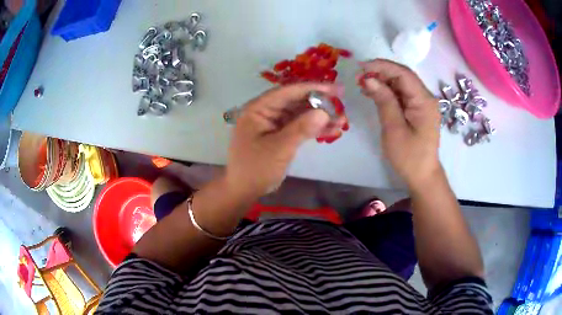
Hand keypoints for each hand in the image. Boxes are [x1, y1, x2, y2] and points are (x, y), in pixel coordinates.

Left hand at [226, 83, 344, 198]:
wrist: (244, 191)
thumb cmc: (255, 169)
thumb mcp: (279, 148)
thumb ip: (301, 128)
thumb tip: (323, 112)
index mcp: (258, 109)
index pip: (287, 92)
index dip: (313, 88)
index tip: (335, 89)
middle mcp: (265, 112)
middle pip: (295, 102)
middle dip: (319, 104)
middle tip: (342, 104)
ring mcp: (273, 124)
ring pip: (300, 115)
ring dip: (319, 118)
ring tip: (341, 121)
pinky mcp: (279, 135)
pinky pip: (298, 127)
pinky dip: (314, 129)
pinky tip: (332, 131)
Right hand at [357, 59, 440, 188]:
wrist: (422, 175)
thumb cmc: (409, 157)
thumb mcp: (394, 129)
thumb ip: (384, 101)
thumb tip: (369, 79)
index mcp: (424, 101)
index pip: (403, 74)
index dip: (382, 66)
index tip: (361, 67)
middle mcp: (426, 98)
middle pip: (403, 76)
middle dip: (381, 72)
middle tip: (359, 76)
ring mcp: (422, 103)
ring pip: (401, 84)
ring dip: (383, 81)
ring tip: (363, 84)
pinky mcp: (417, 109)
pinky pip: (402, 94)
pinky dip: (387, 91)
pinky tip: (374, 93)